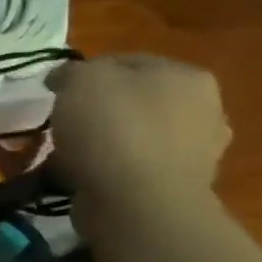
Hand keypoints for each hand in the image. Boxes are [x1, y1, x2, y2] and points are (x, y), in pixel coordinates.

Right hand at [46, 55, 230, 218]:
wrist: (138, 200)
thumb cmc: (112, 127)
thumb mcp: (80, 79)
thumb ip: (71, 71)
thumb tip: (65, 78)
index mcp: (188, 76)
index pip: (126, 62)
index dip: (86, 73)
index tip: (56, 91)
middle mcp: (204, 110)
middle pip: (134, 100)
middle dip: (99, 109)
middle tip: (64, 122)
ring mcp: (197, 152)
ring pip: (134, 135)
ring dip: (104, 142)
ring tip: (69, 153)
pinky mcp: (177, 187)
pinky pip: (132, 168)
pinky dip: (109, 170)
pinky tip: (85, 176)